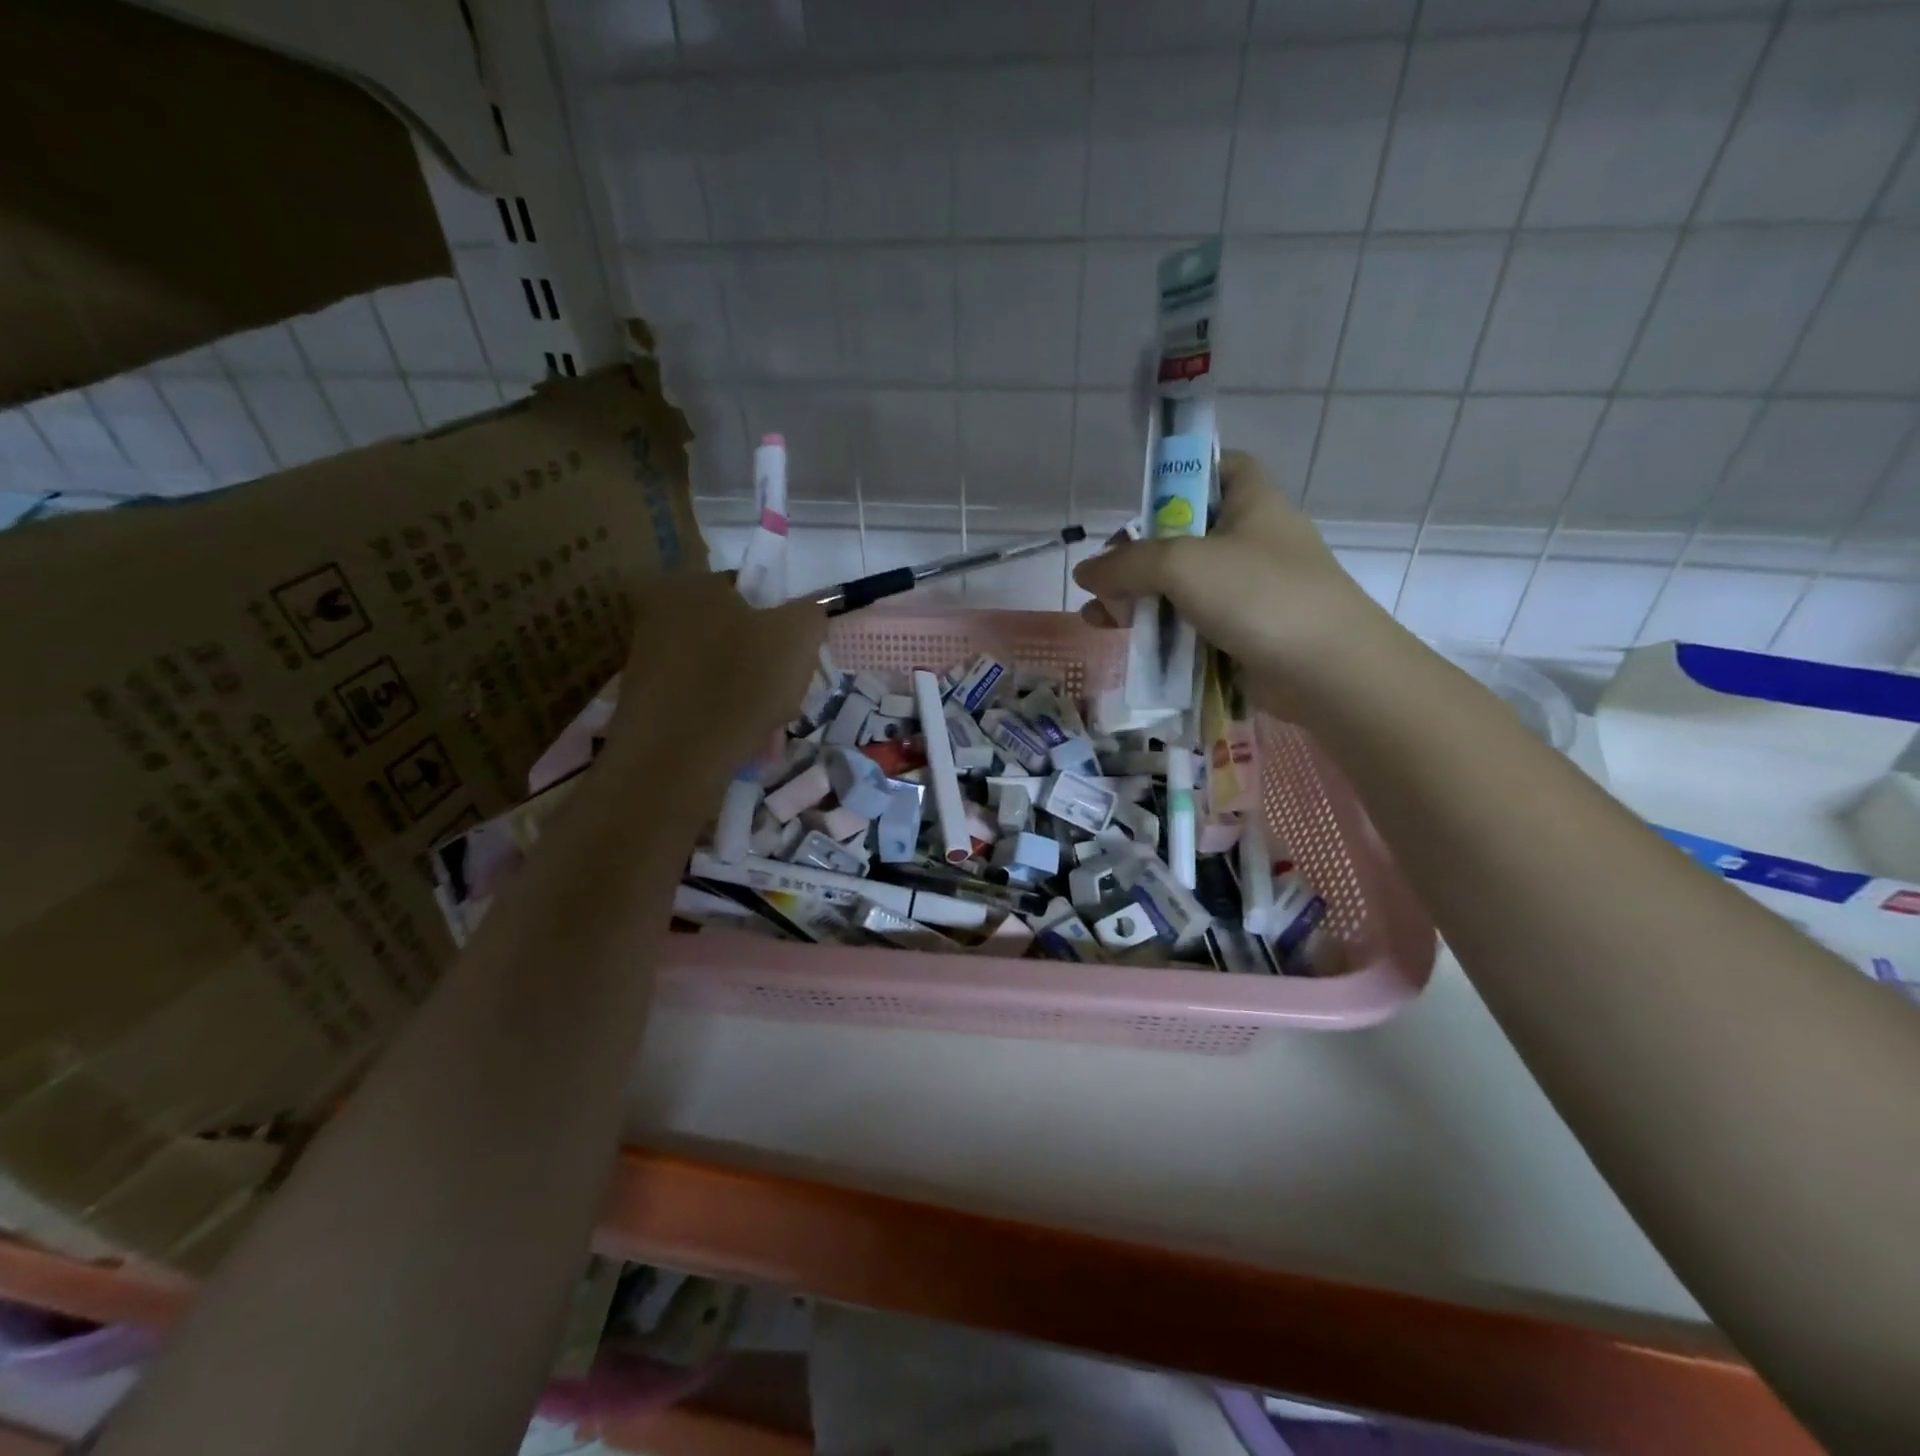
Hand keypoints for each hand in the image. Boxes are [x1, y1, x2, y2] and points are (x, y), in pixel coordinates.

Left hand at [600, 573, 824, 792]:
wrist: (675, 762)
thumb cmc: (742, 685)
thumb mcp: (799, 637)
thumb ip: (811, 613)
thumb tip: (807, 615)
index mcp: (693, 585)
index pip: (756, 593)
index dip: (786, 626)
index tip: (799, 662)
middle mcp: (661, 614)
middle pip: (740, 636)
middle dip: (770, 671)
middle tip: (788, 701)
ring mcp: (647, 660)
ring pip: (724, 673)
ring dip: (753, 699)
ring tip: (767, 733)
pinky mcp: (645, 702)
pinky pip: (701, 702)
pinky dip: (725, 720)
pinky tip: (741, 744)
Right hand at [1072, 451, 1394, 716]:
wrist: (1326, 670)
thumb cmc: (1259, 595)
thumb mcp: (1182, 565)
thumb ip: (1126, 564)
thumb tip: (1084, 572)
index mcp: (1251, 503)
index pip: (1220, 467)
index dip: (1182, 475)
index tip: (1142, 502)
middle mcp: (1252, 541)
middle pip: (1185, 535)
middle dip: (1139, 555)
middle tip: (1104, 576)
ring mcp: (1250, 591)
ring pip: (1183, 586)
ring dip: (1139, 599)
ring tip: (1098, 616)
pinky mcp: (1244, 634)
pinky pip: (1193, 624)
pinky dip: (1160, 631)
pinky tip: (1126, 641)